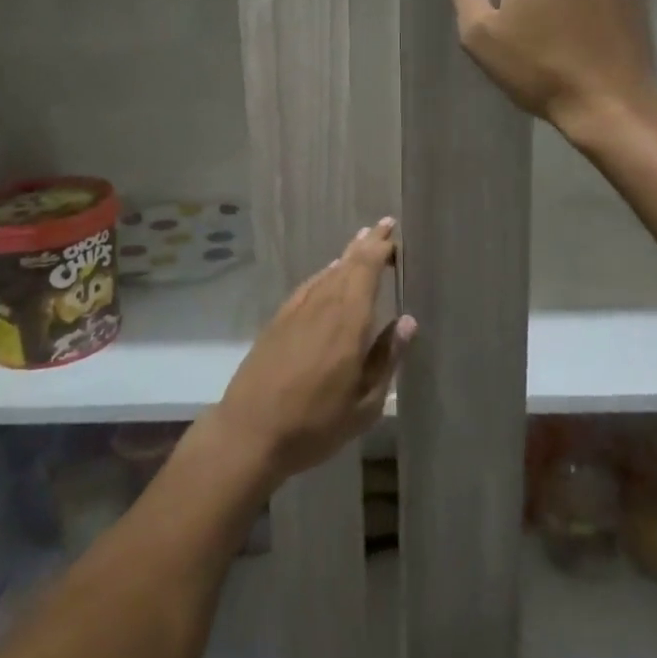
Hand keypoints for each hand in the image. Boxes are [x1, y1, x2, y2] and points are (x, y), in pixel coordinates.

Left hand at [213, 220, 414, 481]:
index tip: (396, 234)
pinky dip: (324, 274)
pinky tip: (328, 274)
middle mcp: (322, 306)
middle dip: (367, 243)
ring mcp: (297, 311)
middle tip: (385, 225)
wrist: (248, 433)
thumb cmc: (314, 424)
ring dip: (347, 255)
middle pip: (348, 264)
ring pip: (327, 272)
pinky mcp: (278, 321)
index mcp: (348, 321)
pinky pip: (308, 286)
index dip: (381, 248)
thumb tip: (408, 321)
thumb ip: (386, 358)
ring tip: (362, 241)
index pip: (367, 270)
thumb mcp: (364, 404)